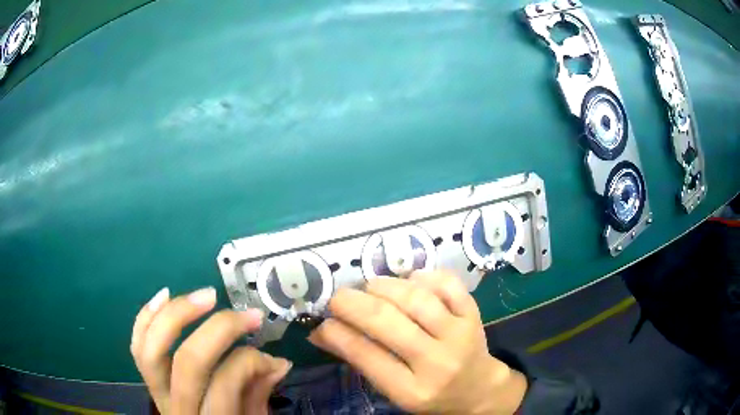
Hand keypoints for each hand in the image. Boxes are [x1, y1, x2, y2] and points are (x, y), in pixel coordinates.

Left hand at [130, 287, 291, 414]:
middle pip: (189, 361)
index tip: (272, 358)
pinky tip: (165, 294)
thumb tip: (278, 362)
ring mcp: (156, 391)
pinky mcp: (148, 378)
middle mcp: (178, 407)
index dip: (250, 362)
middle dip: (220, 329)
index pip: (225, 383)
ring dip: (179, 313)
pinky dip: (147, 316)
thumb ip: (259, 394)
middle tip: (248, 315)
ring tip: (207, 295)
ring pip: (154, 348)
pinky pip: (137, 345)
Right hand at [308, 271, 527, 413]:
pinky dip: (425, 276)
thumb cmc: (430, 395)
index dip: (338, 333)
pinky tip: (410, 279)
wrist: (478, 390)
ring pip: (416, 299)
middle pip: (388, 322)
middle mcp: (437, 363)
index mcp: (412, 391)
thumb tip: (322, 332)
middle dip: (353, 304)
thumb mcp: (394, 392)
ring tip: (370, 288)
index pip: (367, 356)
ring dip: (385, 286)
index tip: (323, 321)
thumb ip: (362, 362)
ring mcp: (459, 335)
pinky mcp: (473, 316)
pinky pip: (448, 285)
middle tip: (338, 298)